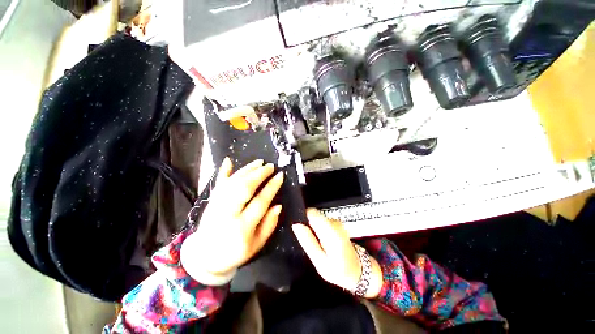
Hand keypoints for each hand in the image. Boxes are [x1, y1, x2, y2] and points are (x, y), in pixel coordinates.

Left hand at [181, 158, 283, 282]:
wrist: (204, 258)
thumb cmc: (235, 253)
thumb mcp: (257, 245)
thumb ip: (269, 225)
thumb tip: (278, 205)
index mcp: (242, 227)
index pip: (260, 202)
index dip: (271, 187)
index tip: (280, 176)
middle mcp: (227, 214)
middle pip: (243, 189)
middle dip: (259, 174)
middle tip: (270, 166)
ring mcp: (216, 206)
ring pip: (232, 183)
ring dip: (246, 170)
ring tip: (259, 162)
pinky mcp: (210, 202)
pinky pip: (217, 184)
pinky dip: (223, 171)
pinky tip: (228, 161)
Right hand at [292, 209, 382, 298]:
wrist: (358, 270)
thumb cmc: (339, 270)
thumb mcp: (320, 262)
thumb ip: (308, 242)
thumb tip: (296, 225)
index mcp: (331, 231)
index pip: (311, 213)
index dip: (302, 218)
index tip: (299, 229)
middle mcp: (334, 222)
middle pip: (313, 215)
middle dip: (307, 225)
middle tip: (308, 241)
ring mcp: (336, 222)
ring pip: (316, 218)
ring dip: (312, 228)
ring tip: (316, 244)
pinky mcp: (336, 223)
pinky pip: (321, 222)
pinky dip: (318, 229)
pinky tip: (321, 241)